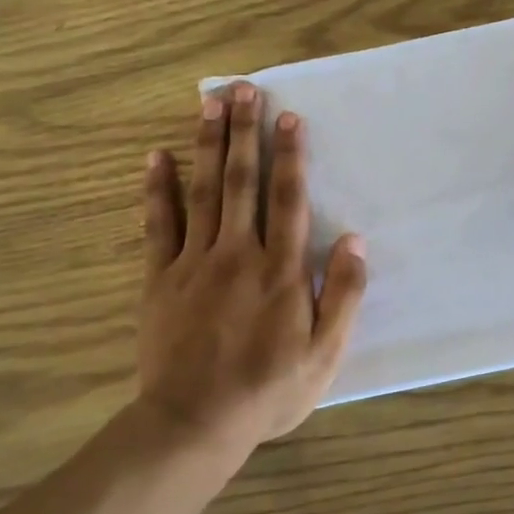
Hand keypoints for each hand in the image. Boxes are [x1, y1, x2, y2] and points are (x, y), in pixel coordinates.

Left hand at [134, 83, 366, 451]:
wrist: (194, 423)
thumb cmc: (268, 390)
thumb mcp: (325, 354)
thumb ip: (343, 295)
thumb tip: (356, 241)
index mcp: (281, 270)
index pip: (289, 199)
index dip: (291, 156)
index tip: (290, 117)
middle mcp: (238, 253)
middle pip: (242, 182)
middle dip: (246, 132)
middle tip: (245, 89)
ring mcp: (194, 262)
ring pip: (203, 191)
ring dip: (208, 144)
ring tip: (209, 103)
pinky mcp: (160, 278)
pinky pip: (158, 224)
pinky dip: (158, 189)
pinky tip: (157, 156)